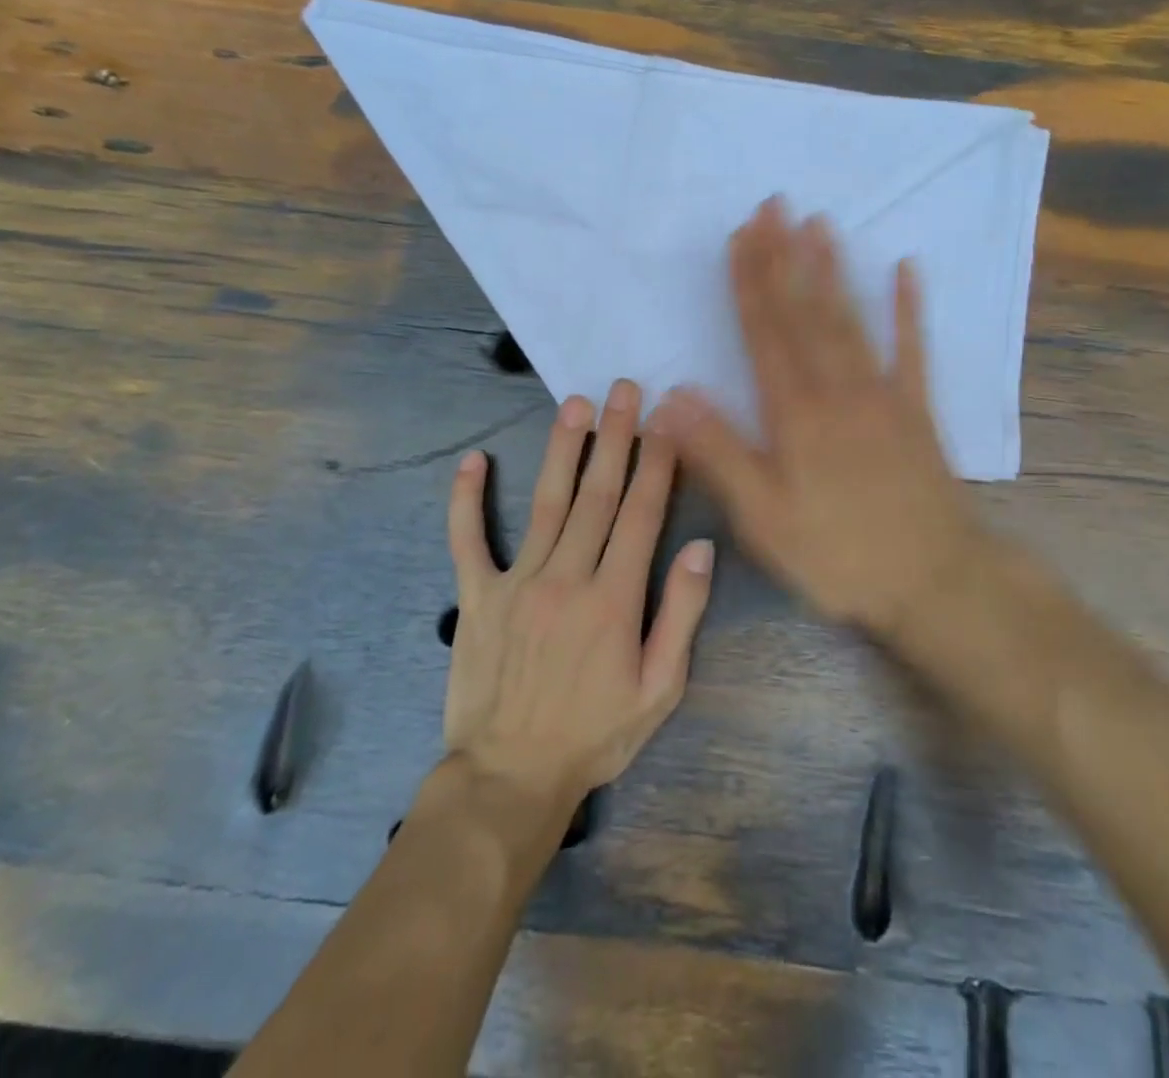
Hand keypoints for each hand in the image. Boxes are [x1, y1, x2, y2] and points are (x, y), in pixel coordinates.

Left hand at [444, 380, 714, 816]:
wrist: (511, 777)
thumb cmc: (595, 734)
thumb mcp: (660, 689)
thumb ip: (682, 615)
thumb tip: (701, 549)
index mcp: (615, 599)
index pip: (641, 514)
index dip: (656, 463)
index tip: (665, 422)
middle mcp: (567, 577)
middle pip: (597, 494)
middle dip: (616, 437)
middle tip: (625, 390)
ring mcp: (517, 582)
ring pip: (546, 502)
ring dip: (563, 449)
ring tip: (575, 405)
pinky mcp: (477, 596)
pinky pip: (468, 539)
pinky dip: (467, 499)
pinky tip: (473, 461)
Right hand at [662, 200, 992, 638]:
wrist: (935, 580)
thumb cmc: (839, 554)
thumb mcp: (762, 519)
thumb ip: (718, 454)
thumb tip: (670, 397)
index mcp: (795, 414)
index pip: (764, 334)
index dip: (749, 283)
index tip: (739, 236)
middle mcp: (837, 389)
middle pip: (804, 313)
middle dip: (784, 258)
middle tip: (773, 205)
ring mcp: (883, 394)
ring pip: (850, 320)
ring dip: (832, 270)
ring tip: (818, 223)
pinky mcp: (917, 410)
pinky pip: (913, 349)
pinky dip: (909, 308)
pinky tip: (906, 269)